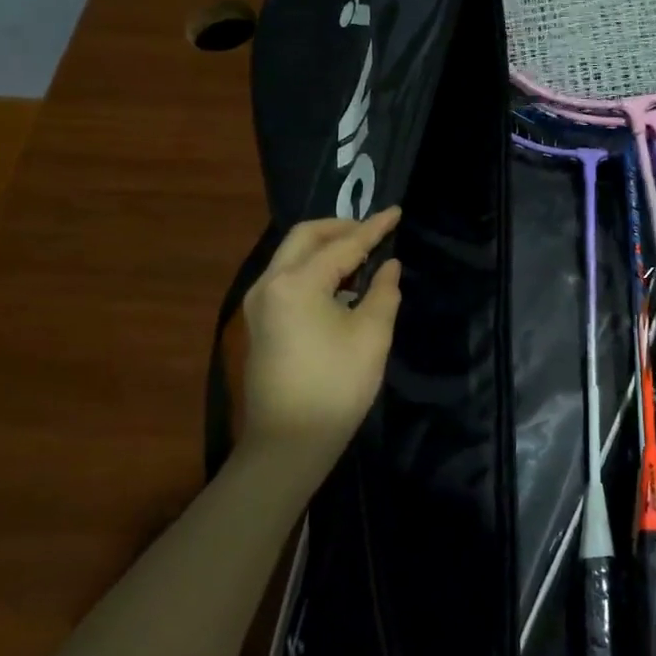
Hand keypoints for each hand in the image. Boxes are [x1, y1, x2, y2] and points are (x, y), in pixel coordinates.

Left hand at [239, 208, 402, 491]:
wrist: (288, 443)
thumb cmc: (336, 388)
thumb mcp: (372, 336)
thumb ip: (383, 292)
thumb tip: (388, 266)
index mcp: (297, 284)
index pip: (342, 245)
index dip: (374, 228)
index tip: (396, 212)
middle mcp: (269, 283)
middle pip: (305, 237)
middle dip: (341, 228)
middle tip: (374, 231)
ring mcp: (259, 302)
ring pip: (292, 255)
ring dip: (325, 247)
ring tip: (362, 254)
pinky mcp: (260, 321)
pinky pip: (287, 276)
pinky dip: (313, 268)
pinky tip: (340, 283)